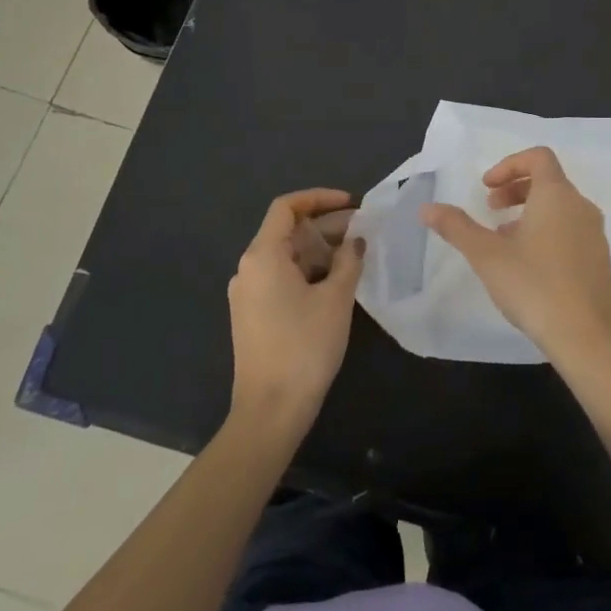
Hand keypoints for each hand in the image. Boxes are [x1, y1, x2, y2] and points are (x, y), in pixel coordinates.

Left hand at [228, 189, 363, 431]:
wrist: (270, 412)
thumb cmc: (304, 347)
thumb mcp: (336, 298)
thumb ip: (348, 260)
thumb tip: (356, 241)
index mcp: (262, 255)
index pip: (287, 207)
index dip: (319, 198)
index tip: (351, 203)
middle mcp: (249, 268)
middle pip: (287, 231)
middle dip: (326, 226)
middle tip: (363, 232)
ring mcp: (248, 293)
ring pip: (286, 256)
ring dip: (319, 250)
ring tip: (355, 256)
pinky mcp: (253, 315)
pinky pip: (281, 278)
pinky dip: (308, 271)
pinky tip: (335, 283)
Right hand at [421, 147, 610, 378]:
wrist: (591, 339)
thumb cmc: (536, 286)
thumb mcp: (487, 256)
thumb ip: (457, 227)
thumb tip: (427, 208)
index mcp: (557, 195)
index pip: (539, 157)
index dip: (509, 165)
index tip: (486, 188)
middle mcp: (581, 207)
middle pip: (548, 181)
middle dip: (515, 189)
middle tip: (490, 209)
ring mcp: (594, 235)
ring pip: (559, 208)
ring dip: (529, 213)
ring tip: (503, 241)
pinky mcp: (599, 261)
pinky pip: (570, 231)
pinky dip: (546, 233)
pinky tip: (527, 267)